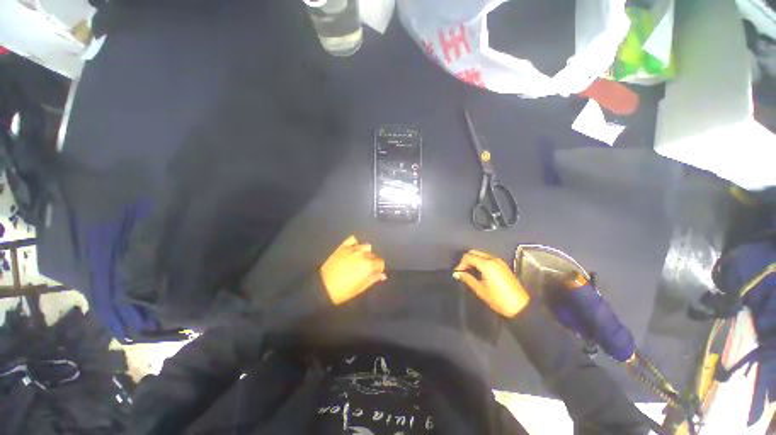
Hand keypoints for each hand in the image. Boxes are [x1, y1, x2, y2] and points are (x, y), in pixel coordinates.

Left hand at [320, 235, 385, 304]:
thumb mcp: (361, 287)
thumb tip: (383, 275)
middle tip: (367, 269)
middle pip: (373, 254)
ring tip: (361, 259)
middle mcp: (362, 254)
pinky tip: (353, 250)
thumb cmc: (343, 290)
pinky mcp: (342, 247)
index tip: (376, 273)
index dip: (379, 268)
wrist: (322, 286)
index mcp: (368, 264)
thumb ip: (373, 279)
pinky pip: (353, 240)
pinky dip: (355, 244)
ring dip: (366, 252)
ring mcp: (352, 248)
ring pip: (366, 246)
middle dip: (373, 261)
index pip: (380, 262)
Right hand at [453, 249, 529, 317]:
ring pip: (481, 254)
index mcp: (486, 264)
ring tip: (469, 272)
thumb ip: (467, 279)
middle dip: (467, 260)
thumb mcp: (480, 289)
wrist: (519, 306)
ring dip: (474, 260)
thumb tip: (457, 274)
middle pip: (474, 252)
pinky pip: (488, 258)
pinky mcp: (503, 265)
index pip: (468, 257)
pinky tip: (479, 272)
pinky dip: (481, 262)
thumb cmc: (498, 299)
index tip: (457, 273)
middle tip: (463, 271)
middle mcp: (493, 259)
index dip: (461, 264)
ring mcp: (499, 261)